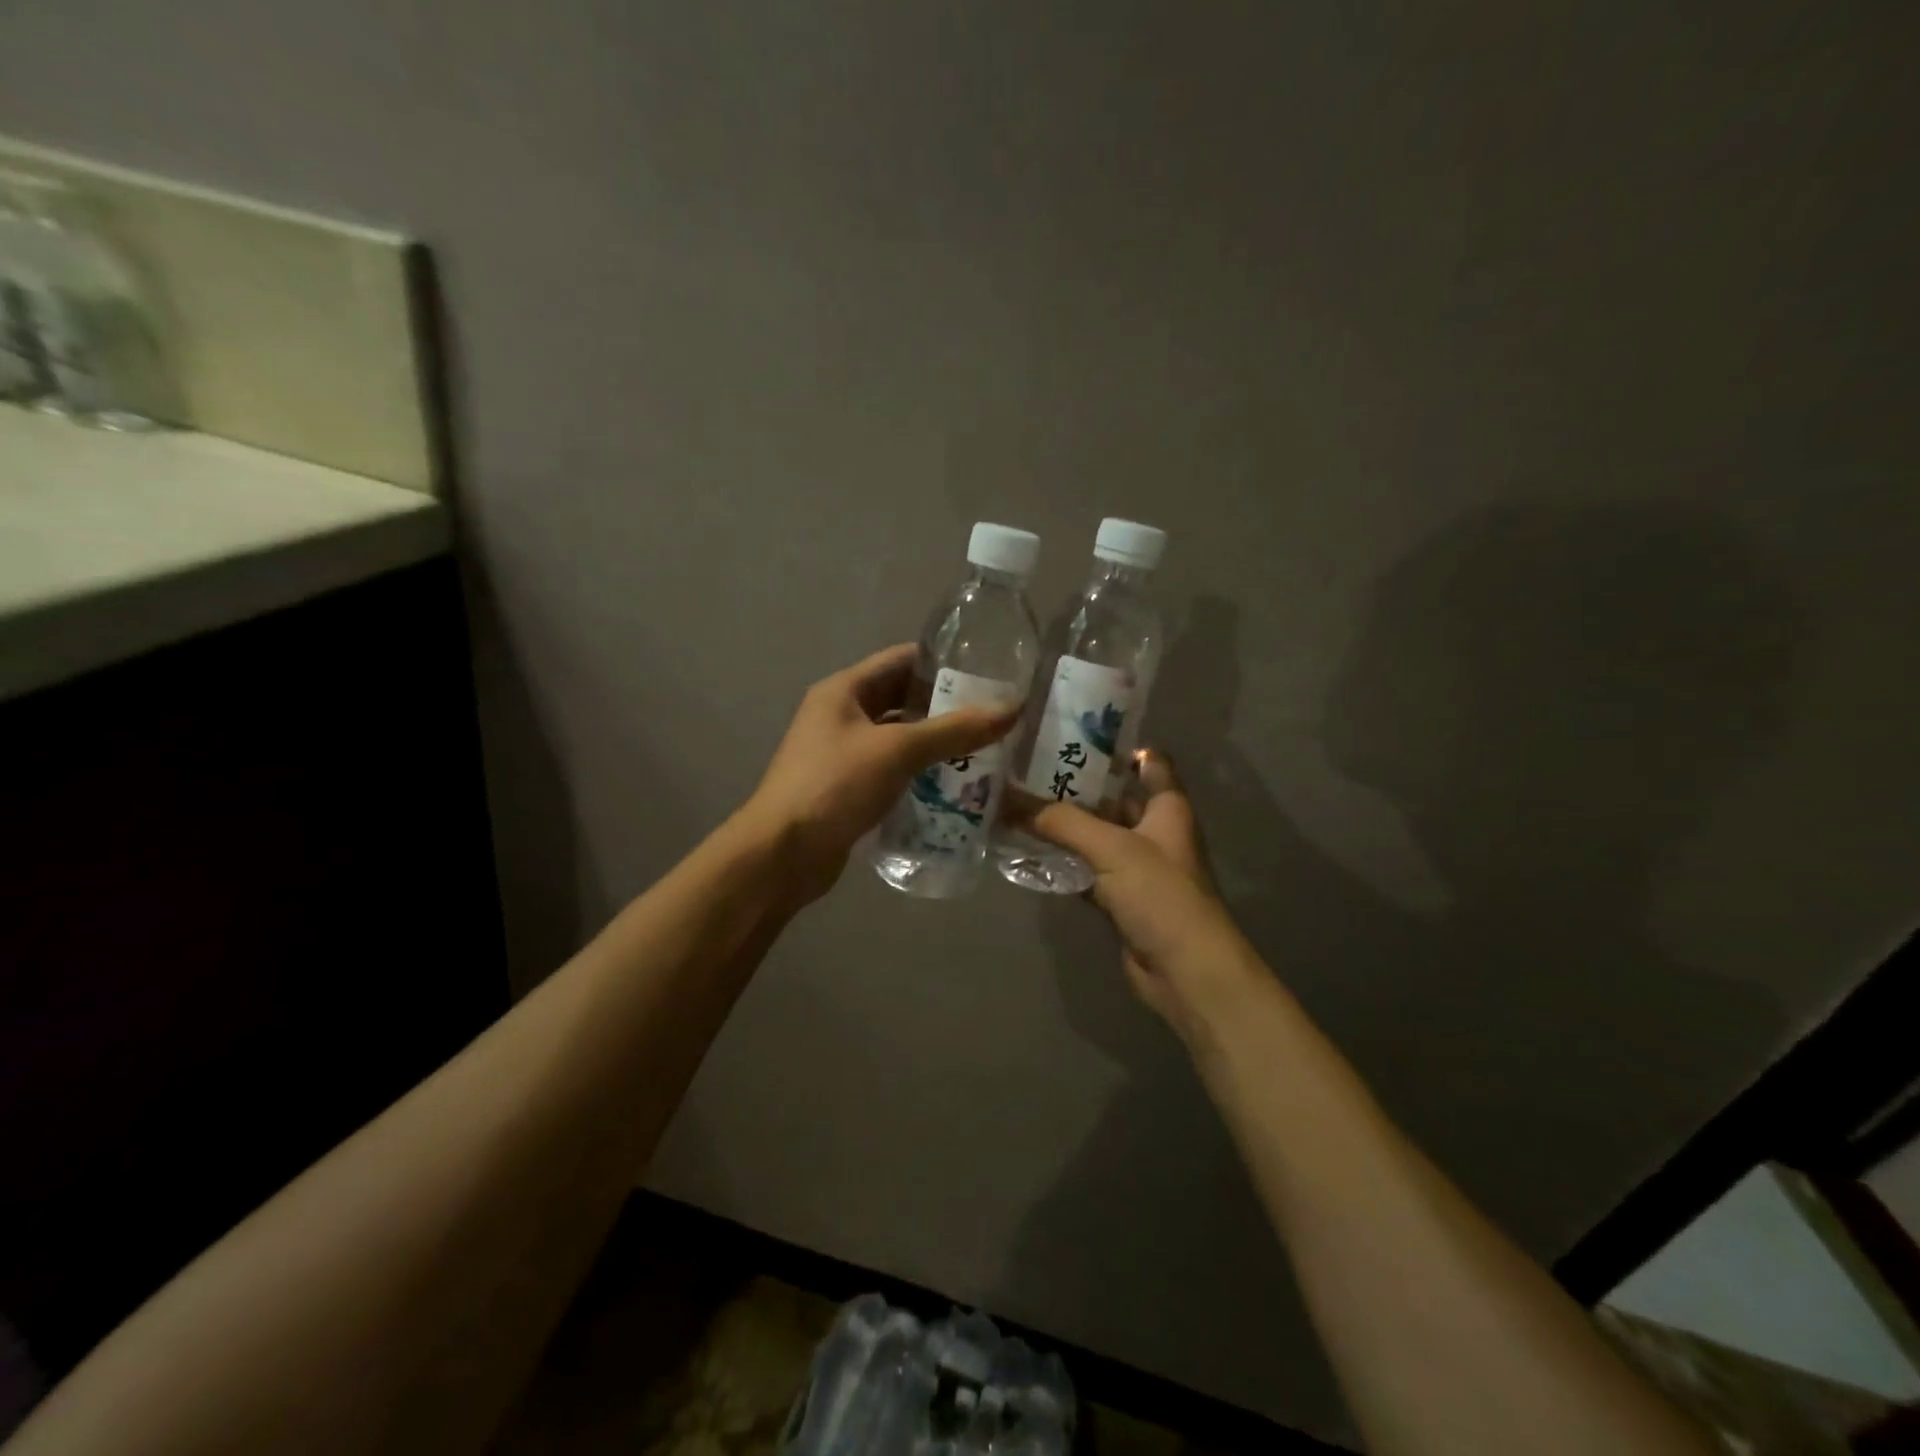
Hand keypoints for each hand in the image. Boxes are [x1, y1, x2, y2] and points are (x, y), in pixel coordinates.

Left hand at [746, 644, 1017, 902]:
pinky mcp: (848, 788)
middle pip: (902, 699)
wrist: (782, 854)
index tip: (989, 672)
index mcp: (843, 690)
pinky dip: (920, 773)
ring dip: (936, 743)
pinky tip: (955, 785)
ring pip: (899, 738)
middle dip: (945, 707)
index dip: (943, 662)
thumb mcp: (897, 751)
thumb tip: (1012, 709)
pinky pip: (892, 770)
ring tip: (985, 750)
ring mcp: (842, 754)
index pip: (901, 660)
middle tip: (994, 716)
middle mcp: (840, 715)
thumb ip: (954, 730)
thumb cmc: (835, 786)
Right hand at [1007, 751, 1263, 1042]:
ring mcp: (1137, 867)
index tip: (1074, 731)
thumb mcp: (1111, 848)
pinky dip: (1063, 863)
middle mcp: (1154, 831)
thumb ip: (1060, 821)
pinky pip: (1086, 871)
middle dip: (1076, 785)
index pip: (1148, 762)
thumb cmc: (1160, 895)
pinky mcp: (1121, 899)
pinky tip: (1028, 852)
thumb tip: (1007, 800)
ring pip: (1096, 836)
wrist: (1186, 971)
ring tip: (1017, 804)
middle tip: (1027, 768)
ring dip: (1065, 826)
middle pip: (1113, 798)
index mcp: (1167, 807)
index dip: (1118, 745)